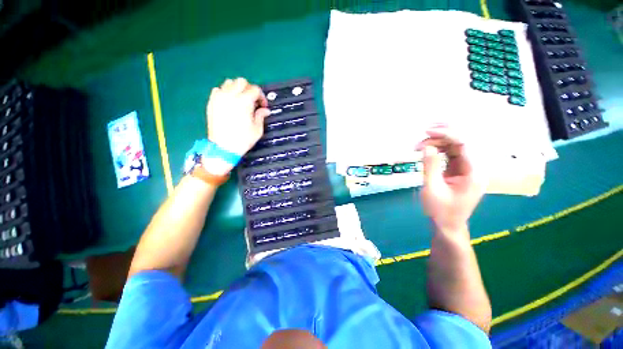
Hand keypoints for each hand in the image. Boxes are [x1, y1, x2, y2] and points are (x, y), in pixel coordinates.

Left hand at [206, 78, 269, 156]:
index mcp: (244, 102)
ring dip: (237, 89)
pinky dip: (225, 92)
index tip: (262, 106)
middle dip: (249, 89)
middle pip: (242, 81)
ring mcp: (219, 97)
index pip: (255, 89)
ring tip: (240, 100)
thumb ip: (261, 116)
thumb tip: (266, 110)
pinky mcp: (211, 102)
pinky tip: (229, 103)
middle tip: (252, 101)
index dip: (261, 97)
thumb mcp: (257, 129)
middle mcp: (231, 95)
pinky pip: (218, 89)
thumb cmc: (243, 139)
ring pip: (229, 82)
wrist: (223, 147)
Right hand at [417, 126, 485, 233]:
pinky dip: (439, 150)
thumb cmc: (440, 211)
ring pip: (456, 146)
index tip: (427, 132)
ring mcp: (468, 168)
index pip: (465, 144)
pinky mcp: (460, 171)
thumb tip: (427, 146)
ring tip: (419, 145)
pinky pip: (451, 154)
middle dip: (444, 134)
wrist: (447, 226)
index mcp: (474, 172)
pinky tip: (427, 150)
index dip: (447, 134)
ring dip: (439, 142)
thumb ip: (430, 166)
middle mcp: (475, 167)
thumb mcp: (432, 189)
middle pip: (463, 141)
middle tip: (423, 132)